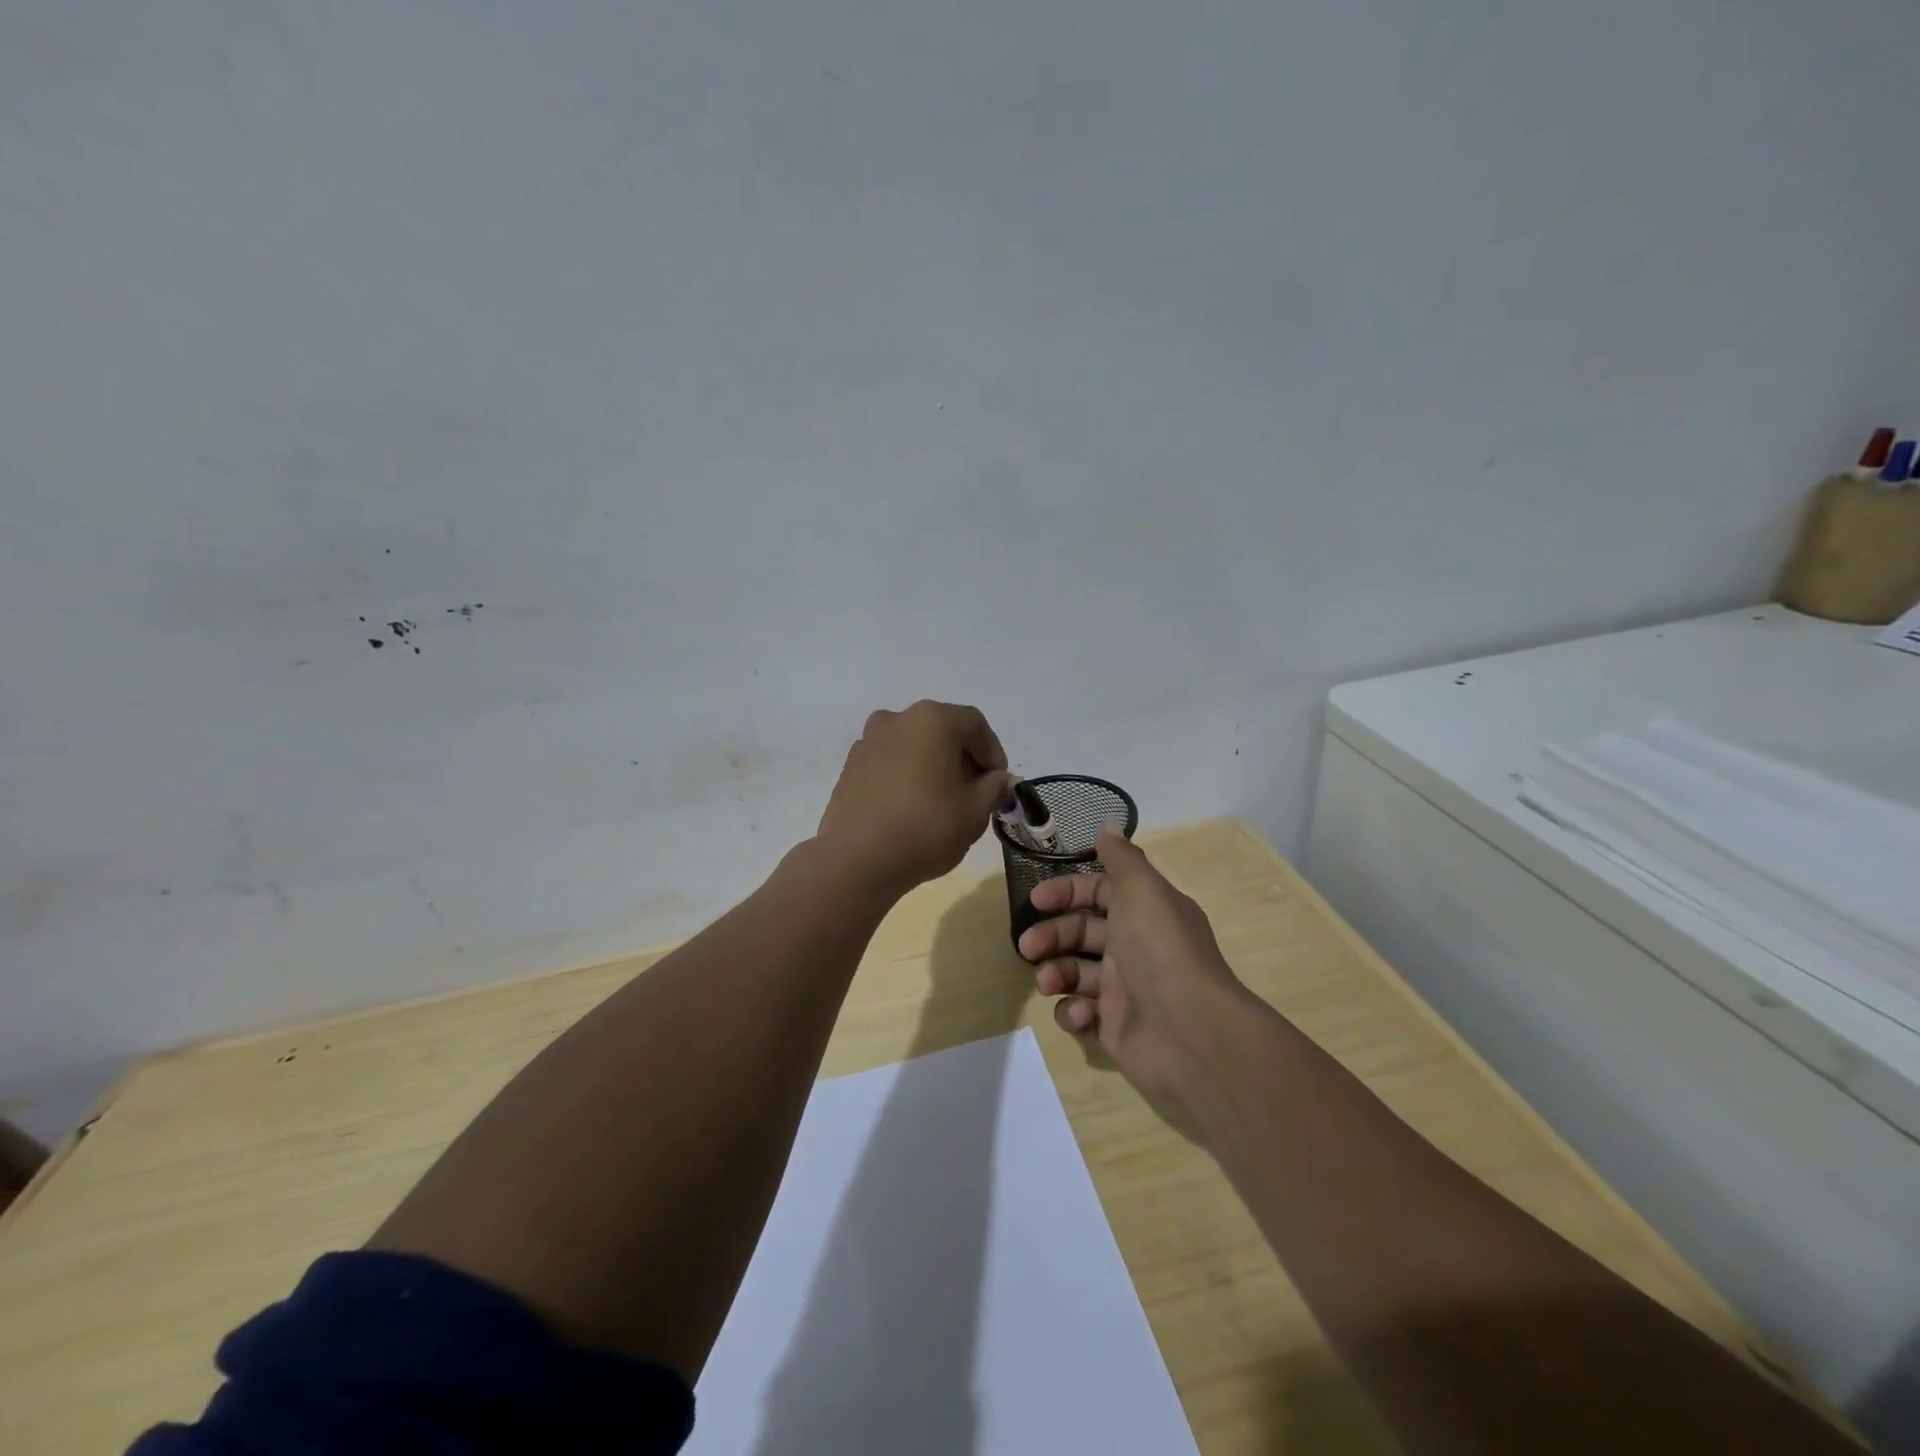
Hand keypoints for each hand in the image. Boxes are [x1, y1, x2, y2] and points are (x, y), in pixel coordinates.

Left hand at [816, 701, 1013, 896]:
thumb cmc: (926, 828)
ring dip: (932, 765)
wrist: (857, 860)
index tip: (999, 783)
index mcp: (931, 720)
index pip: (974, 723)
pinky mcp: (850, 766)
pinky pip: (889, 762)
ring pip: (913, 745)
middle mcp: (897, 719)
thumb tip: (998, 780)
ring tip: (941, 802)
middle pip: (941, 730)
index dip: (993, 752)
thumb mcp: (975, 811)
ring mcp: (868, 741)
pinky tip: (910, 808)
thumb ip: (994, 788)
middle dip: (963, 758)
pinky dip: (905, 775)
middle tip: (974, 793)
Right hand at [1018, 827, 1257, 1131]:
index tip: (1036, 899)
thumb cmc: (1159, 949)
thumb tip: (1108, 826)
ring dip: (1055, 973)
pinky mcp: (1115, 1027)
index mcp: (1145, 912)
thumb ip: (1121, 858)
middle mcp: (1135, 947)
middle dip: (1051, 935)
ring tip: (1049, 982)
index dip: (1067, 891)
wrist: (1190, 1032)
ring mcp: (1125, 989)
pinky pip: (1081, 1013)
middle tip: (1028, 946)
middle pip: (1081, 932)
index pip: (1099, 892)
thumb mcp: (1142, 889)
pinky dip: (1073, 1011)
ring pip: (1075, 972)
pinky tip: (1081, 1014)